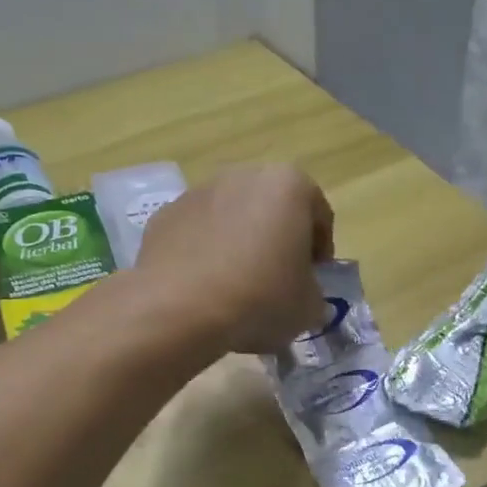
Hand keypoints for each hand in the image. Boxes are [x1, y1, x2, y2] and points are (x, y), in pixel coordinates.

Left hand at [136, 165, 334, 353]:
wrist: (179, 310)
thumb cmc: (259, 298)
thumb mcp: (308, 307)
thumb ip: (314, 294)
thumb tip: (303, 297)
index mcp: (289, 186)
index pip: (319, 215)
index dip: (321, 251)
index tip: (314, 280)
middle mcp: (243, 176)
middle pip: (272, 209)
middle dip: (278, 240)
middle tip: (279, 281)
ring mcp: (198, 192)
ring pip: (232, 218)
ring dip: (240, 244)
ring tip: (238, 288)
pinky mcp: (164, 216)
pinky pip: (197, 234)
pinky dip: (205, 254)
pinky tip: (205, 289)